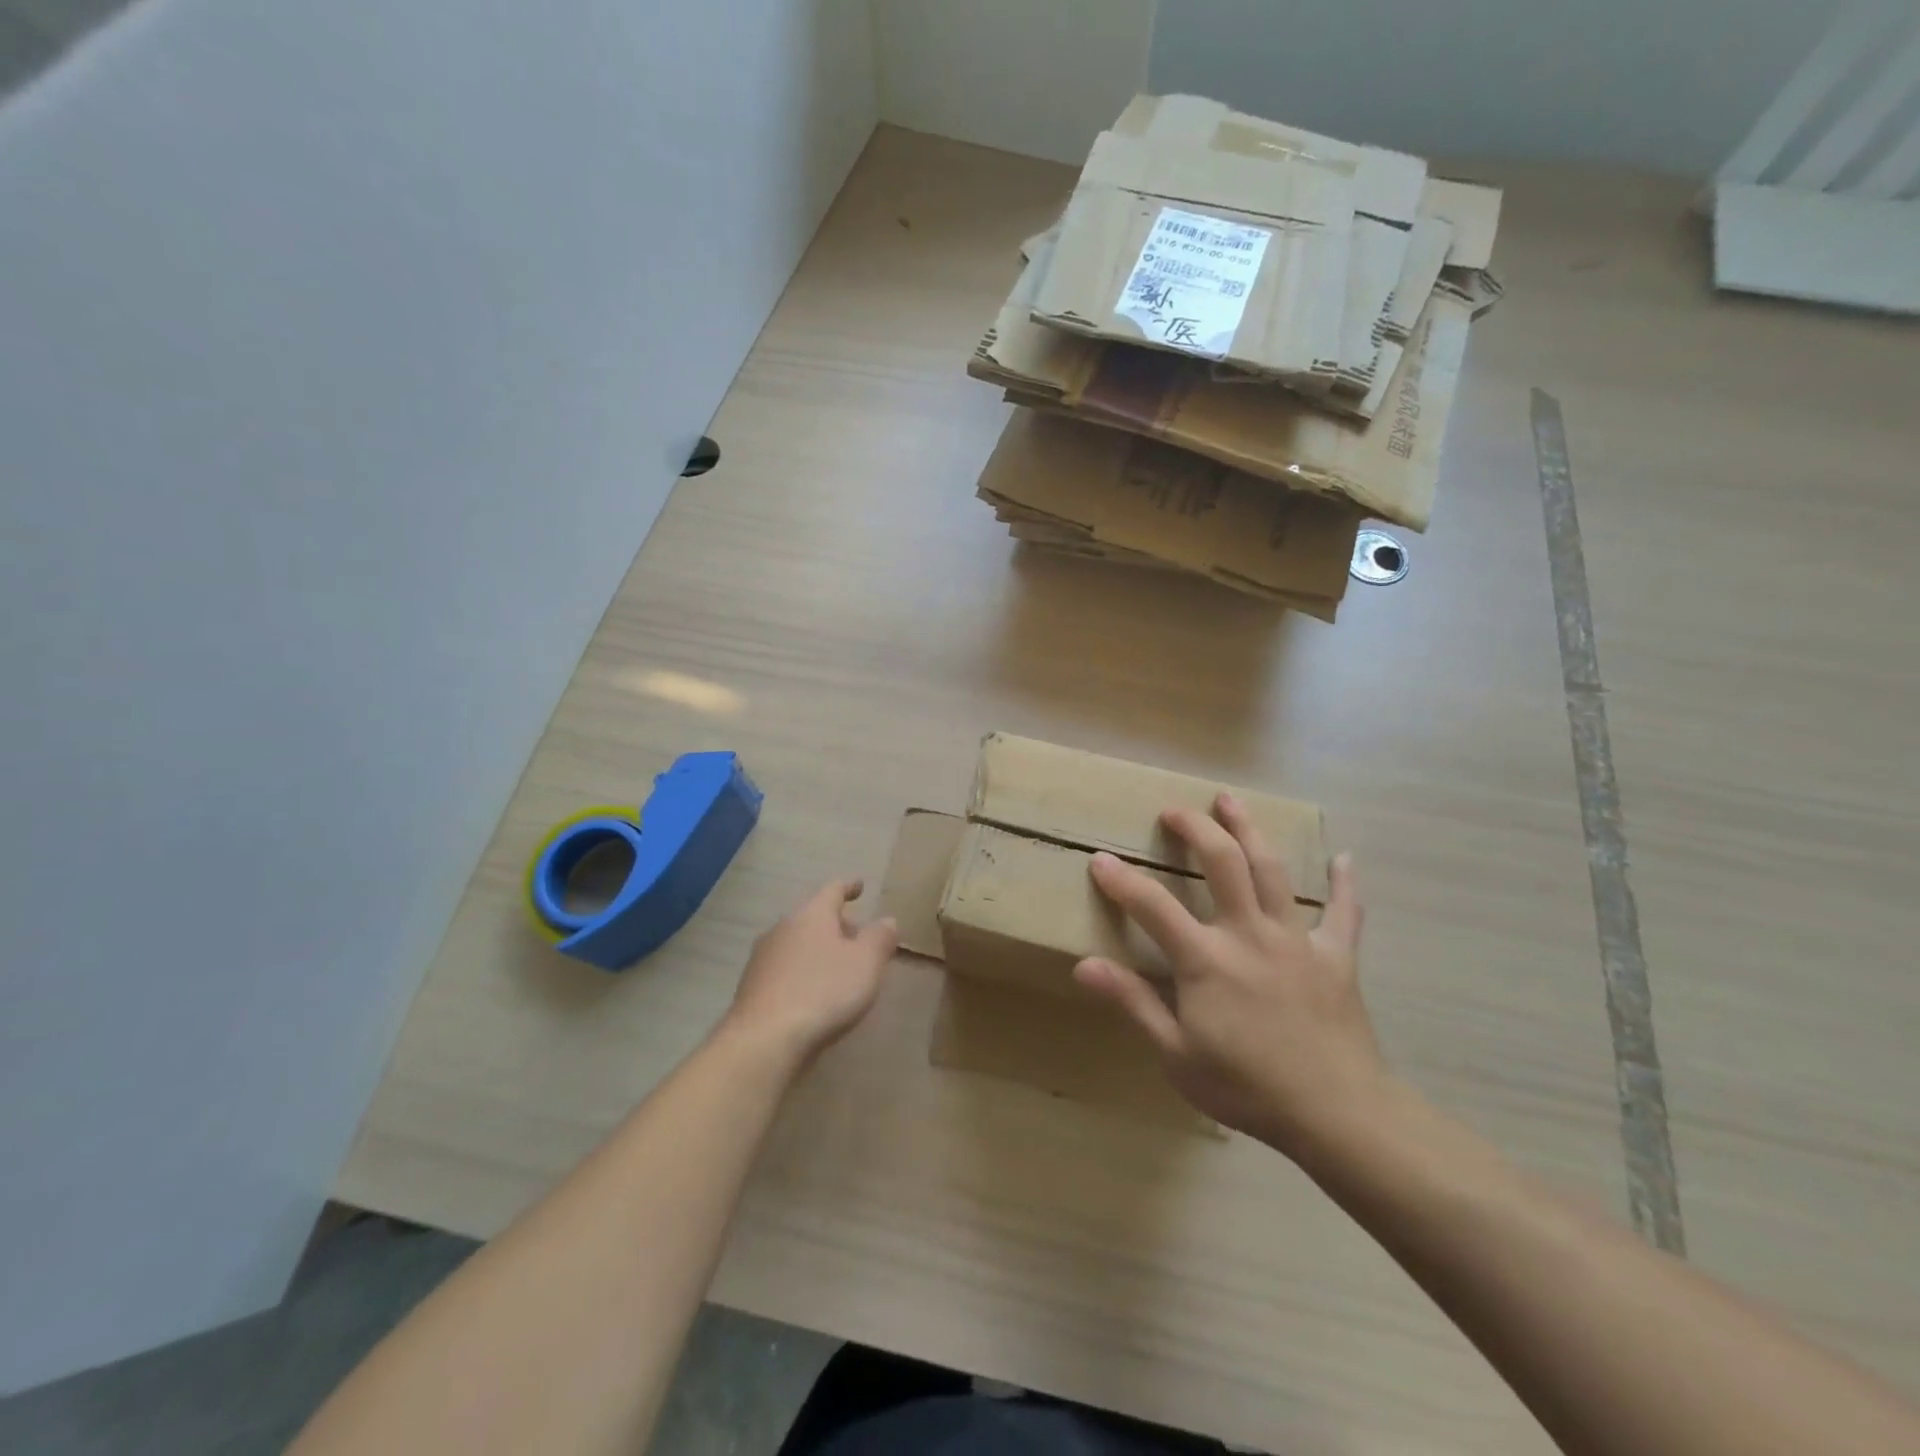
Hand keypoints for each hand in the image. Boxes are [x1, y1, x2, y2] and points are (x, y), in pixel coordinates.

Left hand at [725, 879, 897, 1067]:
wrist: (764, 1040)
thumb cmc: (824, 991)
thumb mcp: (866, 963)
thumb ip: (880, 938)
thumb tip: (887, 920)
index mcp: (811, 915)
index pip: (833, 890)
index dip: (849, 887)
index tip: (860, 886)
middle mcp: (783, 928)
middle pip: (813, 917)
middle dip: (836, 924)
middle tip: (857, 936)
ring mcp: (762, 958)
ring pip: (797, 943)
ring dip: (818, 950)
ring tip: (837, 967)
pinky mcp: (752, 987)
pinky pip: (785, 969)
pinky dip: (802, 972)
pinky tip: (813, 993)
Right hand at [1074, 794, 1385, 1155]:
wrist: (1338, 1115)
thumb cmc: (1247, 1088)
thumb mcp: (1176, 1054)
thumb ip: (1133, 1002)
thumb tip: (1084, 965)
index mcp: (1207, 959)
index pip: (1153, 906)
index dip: (1122, 879)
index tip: (1100, 858)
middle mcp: (1249, 934)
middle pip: (1222, 863)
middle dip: (1195, 828)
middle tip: (1174, 810)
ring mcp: (1296, 939)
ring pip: (1271, 870)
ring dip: (1249, 830)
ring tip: (1230, 800)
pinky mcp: (1336, 955)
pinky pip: (1343, 912)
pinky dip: (1343, 884)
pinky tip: (1344, 859)